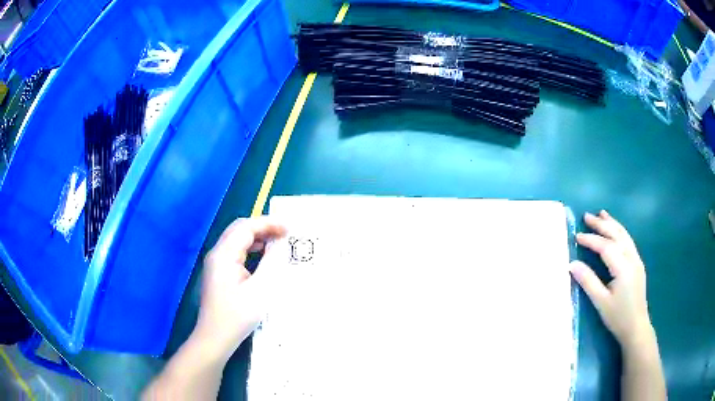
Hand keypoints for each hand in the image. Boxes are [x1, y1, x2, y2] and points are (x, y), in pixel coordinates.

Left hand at [193, 217, 286, 359]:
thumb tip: (280, 243)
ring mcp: (215, 262)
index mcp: (224, 254)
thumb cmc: (238, 316)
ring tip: (277, 243)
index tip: (289, 229)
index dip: (268, 224)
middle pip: (239, 229)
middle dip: (263, 227)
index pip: (246, 227)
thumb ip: (271, 263)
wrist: (215, 337)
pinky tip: (262, 257)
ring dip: (257, 237)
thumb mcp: (260, 290)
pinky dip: (250, 249)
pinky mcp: (217, 272)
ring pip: (236, 239)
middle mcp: (217, 253)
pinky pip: (235, 252)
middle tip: (285, 234)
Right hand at [569, 210, 653, 348]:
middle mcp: (632, 258)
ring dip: (612, 224)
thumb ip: (588, 281)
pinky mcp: (638, 263)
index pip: (606, 247)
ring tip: (601, 214)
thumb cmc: (618, 317)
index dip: (591, 240)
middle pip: (616, 235)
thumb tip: (572, 264)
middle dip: (602, 224)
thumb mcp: (601, 302)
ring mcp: (636, 259)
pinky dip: (619, 231)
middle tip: (587, 216)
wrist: (636, 327)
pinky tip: (615, 230)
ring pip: (624, 235)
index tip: (576, 236)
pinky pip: (628, 241)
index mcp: (623, 267)